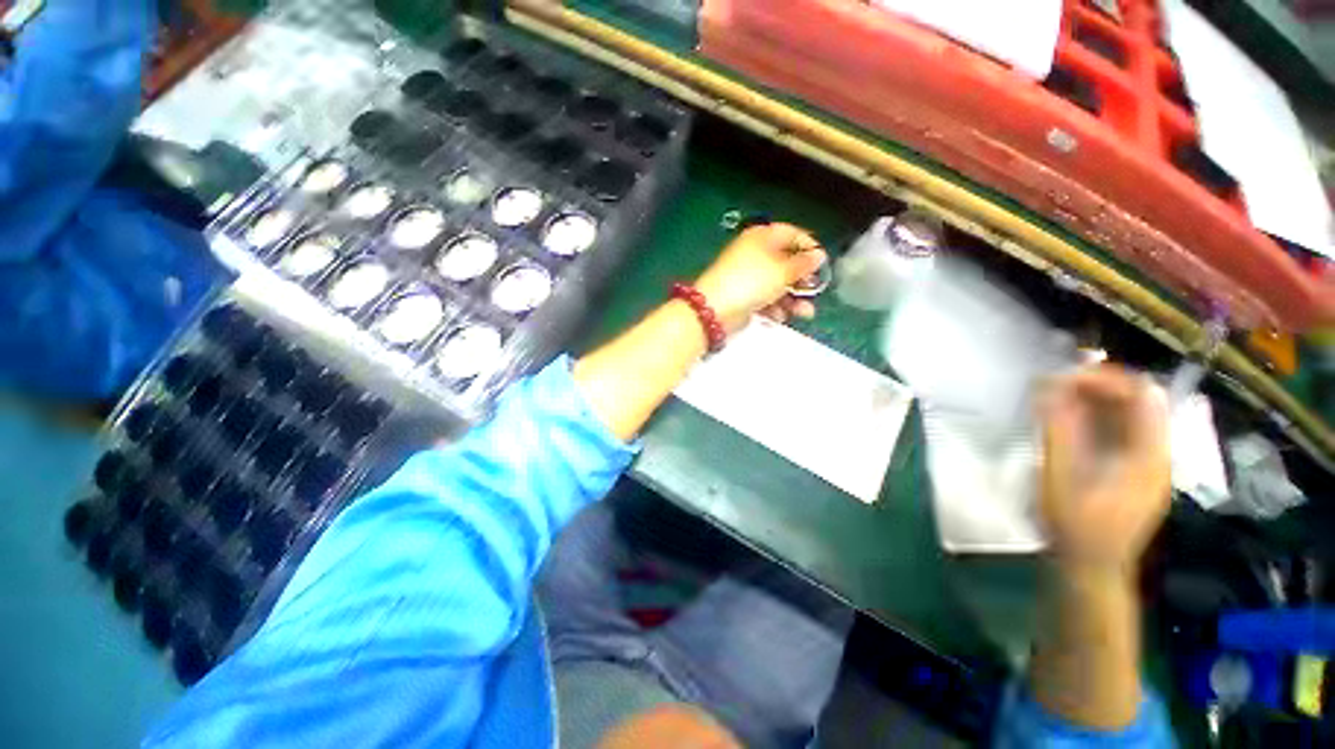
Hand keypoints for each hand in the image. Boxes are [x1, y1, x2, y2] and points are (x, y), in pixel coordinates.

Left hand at [694, 223, 826, 333]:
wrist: (715, 310)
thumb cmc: (751, 282)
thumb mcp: (782, 271)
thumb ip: (803, 264)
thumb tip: (818, 255)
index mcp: (761, 237)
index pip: (791, 233)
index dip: (808, 245)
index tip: (822, 262)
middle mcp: (754, 254)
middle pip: (785, 262)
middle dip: (801, 279)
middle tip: (814, 290)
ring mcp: (747, 277)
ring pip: (777, 285)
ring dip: (793, 299)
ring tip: (804, 313)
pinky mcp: (743, 297)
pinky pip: (765, 299)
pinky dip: (775, 307)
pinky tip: (781, 317)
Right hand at [1039, 366, 1170, 575]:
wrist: (1092, 568)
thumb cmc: (1076, 526)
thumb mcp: (1062, 477)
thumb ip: (1060, 431)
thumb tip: (1051, 388)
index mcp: (1149, 455)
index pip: (1142, 395)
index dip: (1105, 378)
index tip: (1063, 377)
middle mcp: (1157, 454)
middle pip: (1139, 401)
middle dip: (1098, 386)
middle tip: (1056, 385)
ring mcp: (1148, 464)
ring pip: (1130, 415)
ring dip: (1096, 400)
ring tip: (1057, 398)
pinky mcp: (1134, 471)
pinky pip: (1122, 432)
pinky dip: (1097, 418)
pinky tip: (1069, 422)